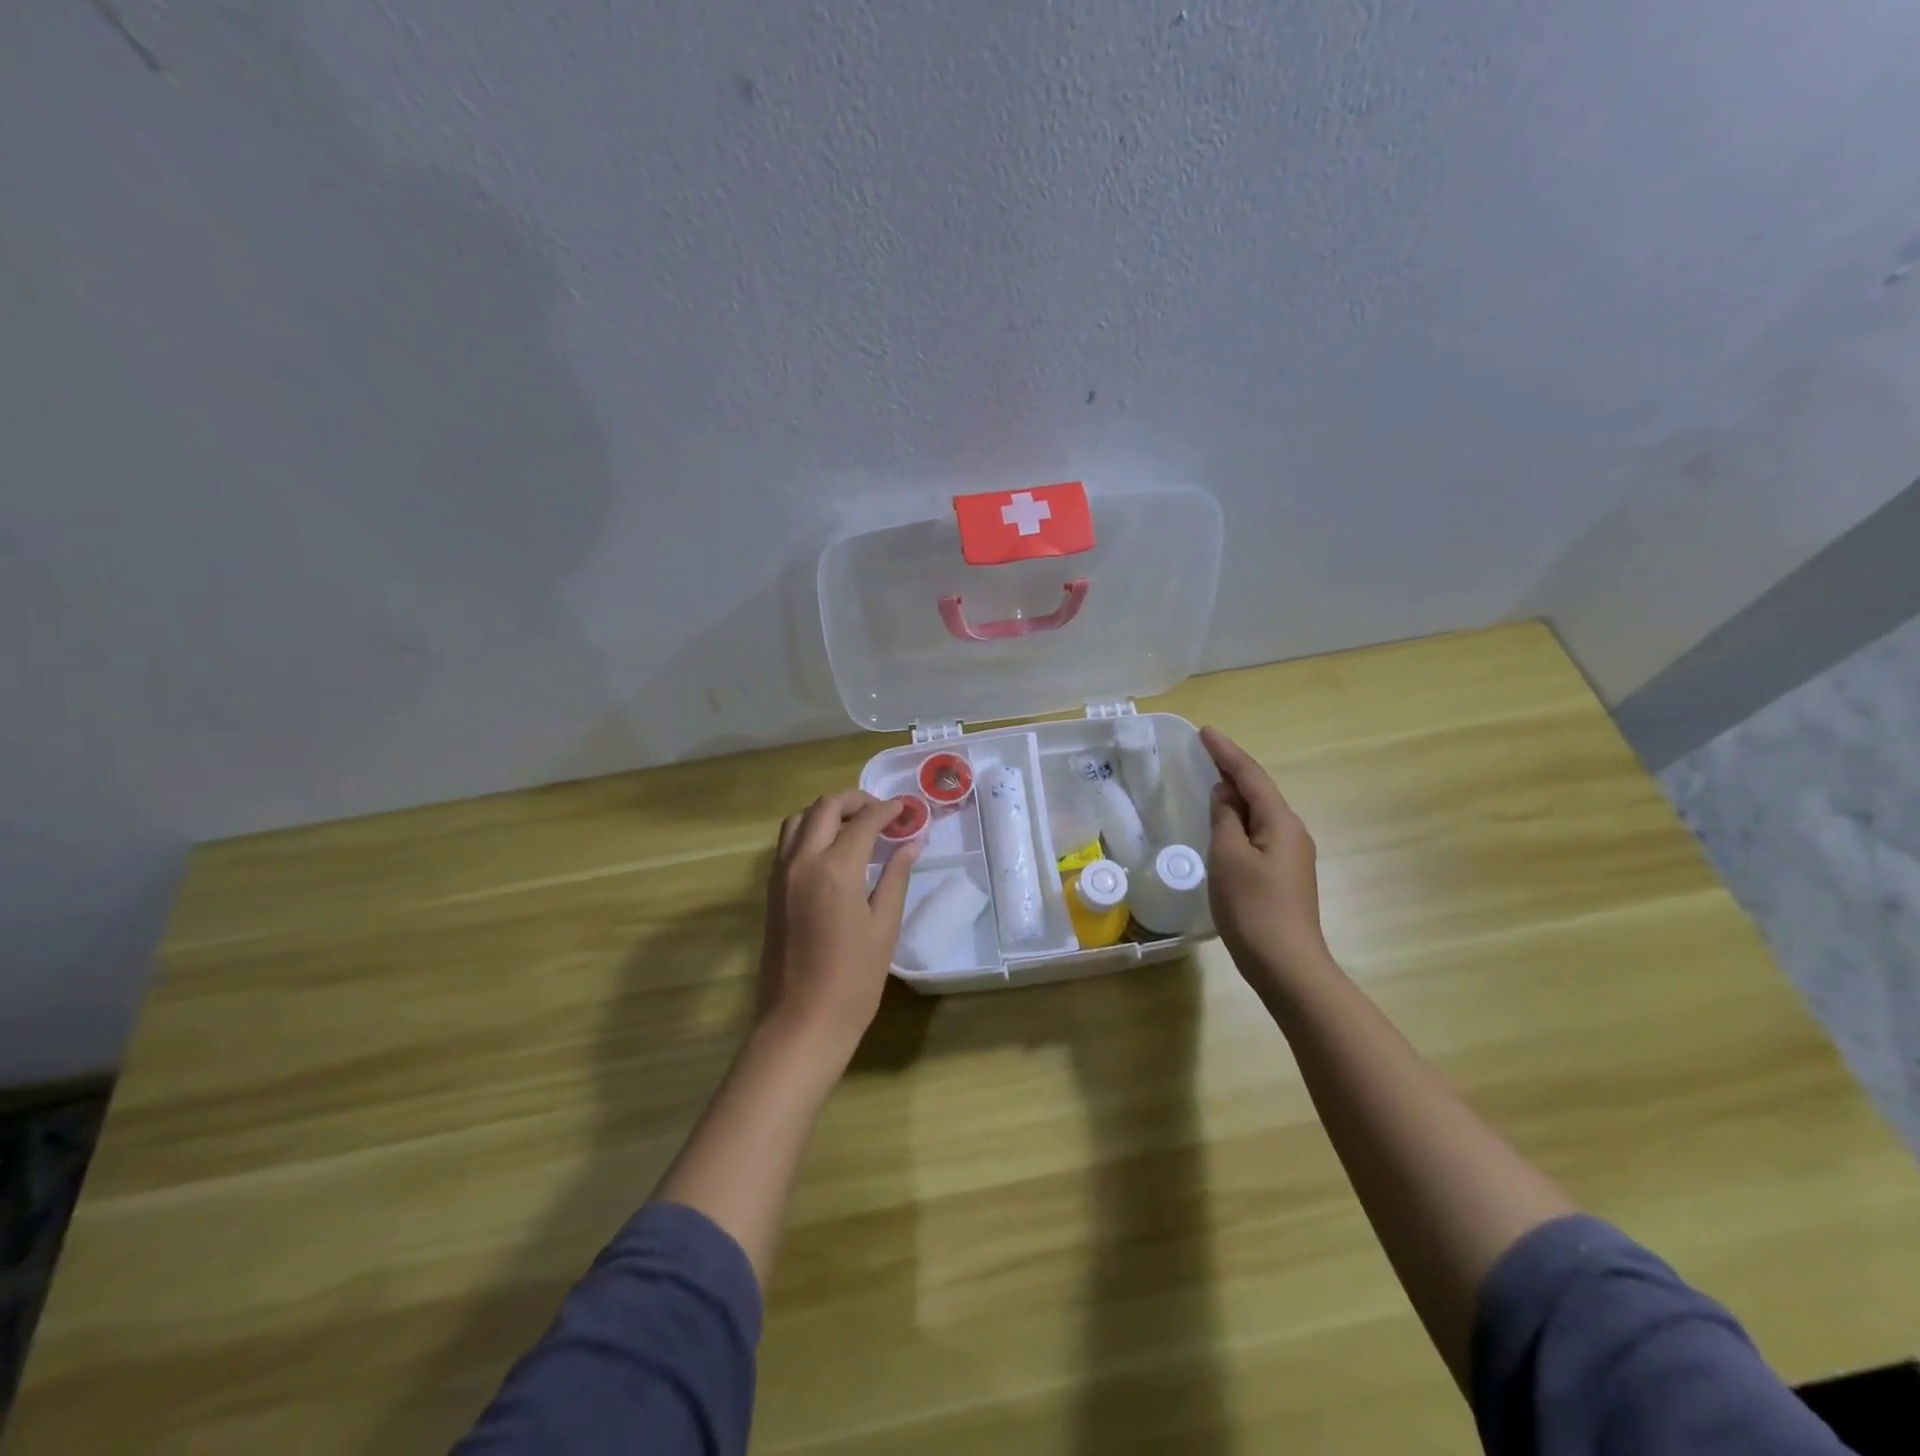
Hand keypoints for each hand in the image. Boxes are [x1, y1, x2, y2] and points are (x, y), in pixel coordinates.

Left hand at [756, 791, 919, 1067]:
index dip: (887, 810)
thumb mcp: (884, 927)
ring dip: (827, 812)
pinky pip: (787, 843)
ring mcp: (780, 875)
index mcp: (835, 868)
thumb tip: (912, 842)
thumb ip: (896, 876)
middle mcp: (802, 861)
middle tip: (882, 813)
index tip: (906, 809)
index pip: (863, 821)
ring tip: (855, 826)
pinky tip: (832, 850)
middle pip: (825, 808)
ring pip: (798, 820)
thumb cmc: (853, 980)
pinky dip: (809, 831)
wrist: (801, 1023)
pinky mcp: (771, 891)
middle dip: (855, 801)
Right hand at [1201, 726, 1330, 984]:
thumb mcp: (1228, 857)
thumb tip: (1224, 795)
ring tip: (1209, 782)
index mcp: (1281, 822)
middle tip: (1203, 752)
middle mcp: (1292, 832)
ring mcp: (1291, 855)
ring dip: (1235, 796)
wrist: (1287, 965)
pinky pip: (1258, 833)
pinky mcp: (1284, 875)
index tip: (1205, 732)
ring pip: (1259, 814)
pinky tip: (1223, 825)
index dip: (1226, 753)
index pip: (1250, 776)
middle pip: (1259, 791)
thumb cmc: (1253, 908)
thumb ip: (1224, 819)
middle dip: (1232, 770)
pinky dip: (1239, 821)